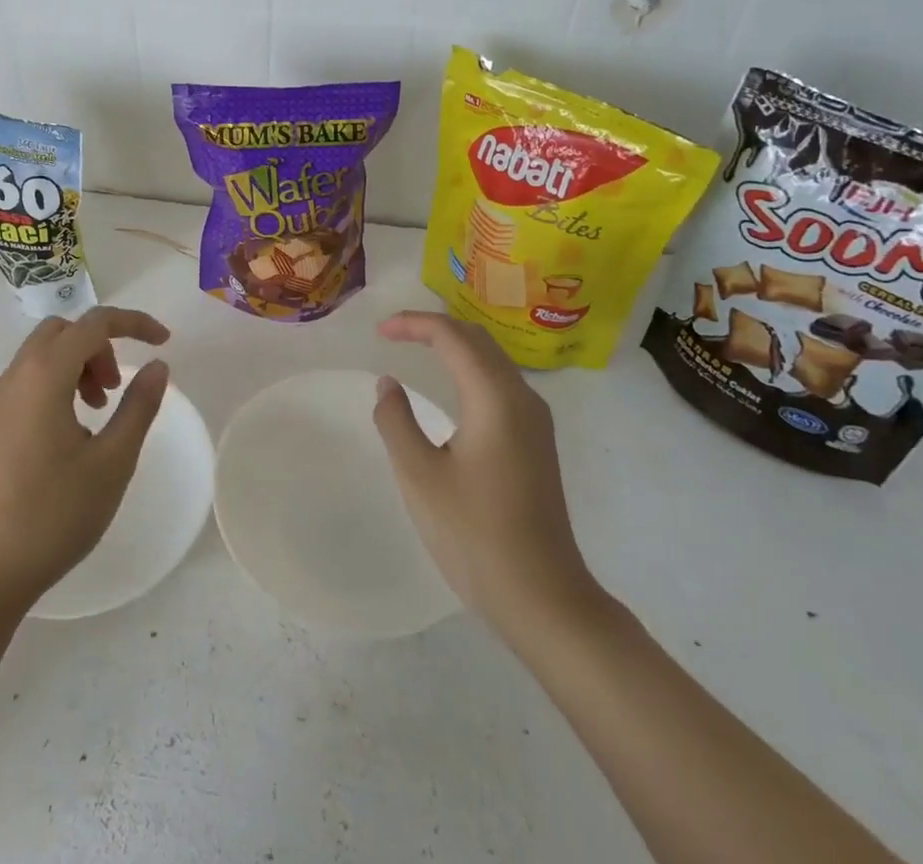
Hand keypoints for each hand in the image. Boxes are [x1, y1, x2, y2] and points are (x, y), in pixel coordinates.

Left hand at [0, 307, 170, 616]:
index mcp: (46, 375)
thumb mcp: (113, 460)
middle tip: (116, 390)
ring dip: (73, 368)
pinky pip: (18, 389)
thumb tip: (158, 365)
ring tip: (94, 415)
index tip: (164, 342)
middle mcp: (14, 378)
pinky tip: (53, 431)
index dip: (134, 323)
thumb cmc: (56, 514)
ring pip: (38, 358)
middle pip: (62, 333)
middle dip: (98, 347)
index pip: (94, 323)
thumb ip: (139, 405)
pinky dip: (46, 391)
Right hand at [373, 311, 607, 630]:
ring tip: (416, 349)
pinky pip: (501, 383)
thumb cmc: (474, 535)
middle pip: (477, 340)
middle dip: (434, 327)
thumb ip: (396, 420)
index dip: (413, 324)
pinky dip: (470, 368)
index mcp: (495, 398)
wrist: (543, 598)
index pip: (452, 336)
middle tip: (393, 334)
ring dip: (454, 345)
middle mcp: (522, 398)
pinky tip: (451, 386)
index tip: (379, 331)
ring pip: (492, 360)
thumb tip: (388, 383)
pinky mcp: (538, 441)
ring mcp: (535, 420)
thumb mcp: (419, 476)